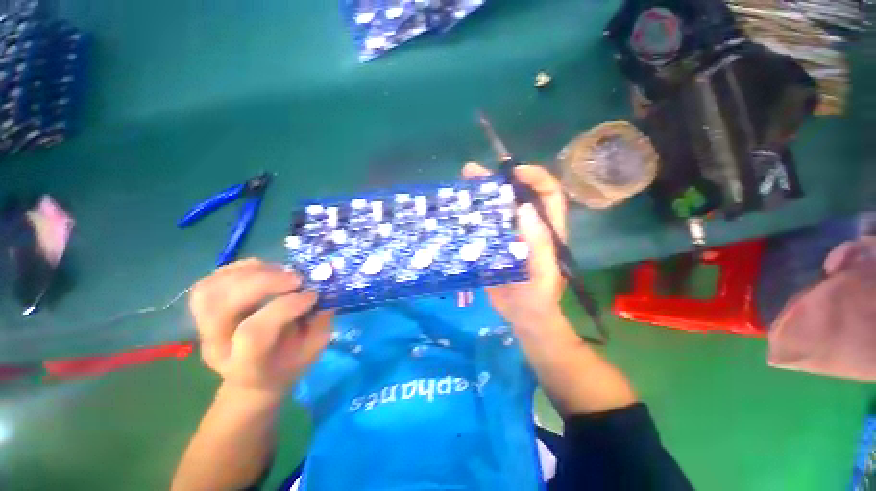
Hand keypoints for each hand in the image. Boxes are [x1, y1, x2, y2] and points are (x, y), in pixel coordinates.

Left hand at [188, 259, 332, 393]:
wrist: (255, 377)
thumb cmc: (289, 363)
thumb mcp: (313, 349)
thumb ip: (319, 323)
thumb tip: (325, 290)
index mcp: (246, 365)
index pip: (254, 333)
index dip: (285, 307)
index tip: (312, 295)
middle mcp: (217, 346)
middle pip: (223, 306)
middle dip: (263, 283)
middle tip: (296, 278)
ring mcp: (204, 328)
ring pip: (210, 290)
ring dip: (250, 273)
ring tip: (280, 271)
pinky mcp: (203, 312)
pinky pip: (210, 282)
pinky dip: (239, 269)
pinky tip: (264, 269)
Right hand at [462, 162, 566, 331]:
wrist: (523, 318)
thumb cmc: (537, 300)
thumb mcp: (542, 275)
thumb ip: (538, 244)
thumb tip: (523, 208)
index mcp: (546, 230)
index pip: (548, 193)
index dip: (534, 177)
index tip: (512, 173)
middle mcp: (527, 227)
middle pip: (516, 196)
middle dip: (497, 180)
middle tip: (472, 172)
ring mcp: (508, 236)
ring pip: (496, 208)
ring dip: (481, 194)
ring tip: (461, 183)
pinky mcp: (493, 246)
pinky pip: (483, 225)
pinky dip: (471, 216)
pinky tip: (456, 211)